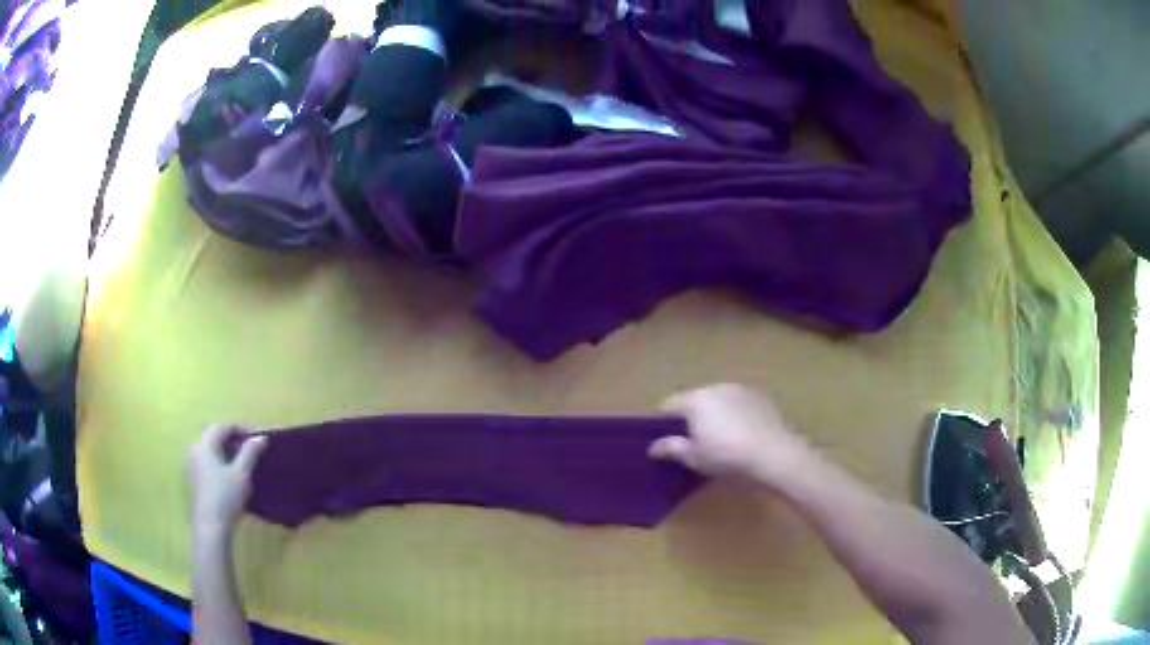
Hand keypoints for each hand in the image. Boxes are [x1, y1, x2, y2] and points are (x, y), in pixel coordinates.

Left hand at [187, 424, 267, 533]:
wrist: (212, 525)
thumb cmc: (226, 495)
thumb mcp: (242, 473)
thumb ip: (250, 452)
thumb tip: (261, 437)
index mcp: (205, 444)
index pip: (223, 427)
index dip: (241, 429)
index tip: (258, 436)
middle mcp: (196, 450)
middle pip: (215, 438)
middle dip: (234, 440)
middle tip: (252, 448)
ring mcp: (194, 466)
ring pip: (212, 452)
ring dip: (228, 452)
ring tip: (245, 462)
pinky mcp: (196, 481)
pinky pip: (210, 463)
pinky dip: (222, 463)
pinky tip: (233, 475)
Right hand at [649, 384, 815, 486]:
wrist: (773, 453)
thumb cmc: (726, 456)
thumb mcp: (694, 457)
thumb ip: (671, 448)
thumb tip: (653, 447)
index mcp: (695, 400)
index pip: (669, 404)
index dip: (662, 421)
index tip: (663, 437)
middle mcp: (716, 388)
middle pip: (694, 399)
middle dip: (690, 416)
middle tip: (691, 440)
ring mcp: (740, 390)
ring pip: (718, 399)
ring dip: (713, 413)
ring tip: (718, 437)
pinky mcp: (760, 396)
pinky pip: (738, 403)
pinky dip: (734, 413)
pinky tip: (740, 433)